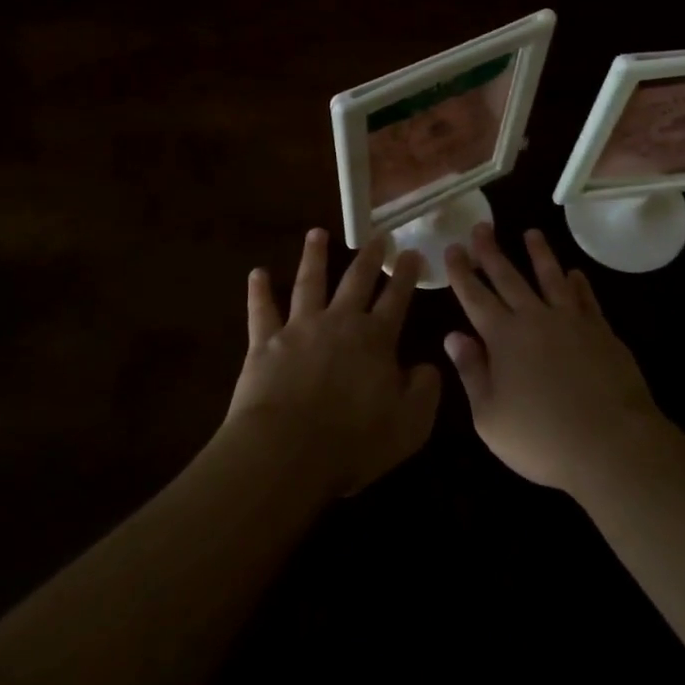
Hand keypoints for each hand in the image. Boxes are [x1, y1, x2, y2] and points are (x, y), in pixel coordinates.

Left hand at [227, 229, 441, 497]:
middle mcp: (340, 322)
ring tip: (316, 233)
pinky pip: (262, 312)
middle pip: (357, 281)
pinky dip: (258, 292)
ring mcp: (300, 328)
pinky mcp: (265, 344)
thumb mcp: (410, 424)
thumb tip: (428, 366)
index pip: (397, 298)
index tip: (412, 252)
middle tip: (377, 236)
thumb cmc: (353, 441)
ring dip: (313, 256)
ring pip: (309, 283)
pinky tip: (256, 273)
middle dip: (369, 257)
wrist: (286, 451)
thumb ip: (425, 391)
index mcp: (376, 339)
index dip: (406, 274)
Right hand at [444, 225, 665, 494]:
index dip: (461, 272)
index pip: (475, 296)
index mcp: (503, 338)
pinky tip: (575, 273)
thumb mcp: (490, 417)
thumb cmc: (542, 438)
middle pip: (508, 277)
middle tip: (482, 226)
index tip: (453, 248)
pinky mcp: (601, 331)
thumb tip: (453, 336)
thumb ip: (471, 372)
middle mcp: (535, 318)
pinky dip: (578, 283)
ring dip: (539, 253)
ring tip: (531, 233)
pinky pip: (585, 298)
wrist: (610, 443)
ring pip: (550, 277)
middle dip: (491, 251)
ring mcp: (571, 320)